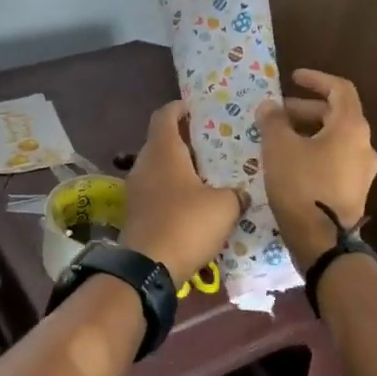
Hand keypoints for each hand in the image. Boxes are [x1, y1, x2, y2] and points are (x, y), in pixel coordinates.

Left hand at [120, 101, 242, 279]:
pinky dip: (172, 190)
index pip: (165, 115)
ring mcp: (136, 189)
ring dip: (179, 168)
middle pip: (161, 142)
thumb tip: (241, 194)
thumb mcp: (224, 206)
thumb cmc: (186, 224)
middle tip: (212, 145)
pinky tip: (193, 204)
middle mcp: (144, 164)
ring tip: (207, 175)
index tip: (195, 108)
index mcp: (163, 151)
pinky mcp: (135, 212)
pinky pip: (155, 191)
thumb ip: (235, 194)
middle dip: (184, 141)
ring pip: (158, 168)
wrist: (148, 268)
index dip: (179, 108)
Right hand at [256, 69, 376, 270]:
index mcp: (351, 128)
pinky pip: (335, 160)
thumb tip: (270, 106)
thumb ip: (273, 121)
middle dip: (305, 109)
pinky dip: (314, 151)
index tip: (293, 78)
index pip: (340, 89)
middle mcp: (363, 145)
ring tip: (279, 139)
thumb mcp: (279, 148)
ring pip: (335, 139)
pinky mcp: (354, 192)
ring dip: (308, 132)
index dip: (316, 79)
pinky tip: (290, 164)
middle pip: (337, 114)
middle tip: (277, 114)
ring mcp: (362, 171)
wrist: (323, 242)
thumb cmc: (302, 186)